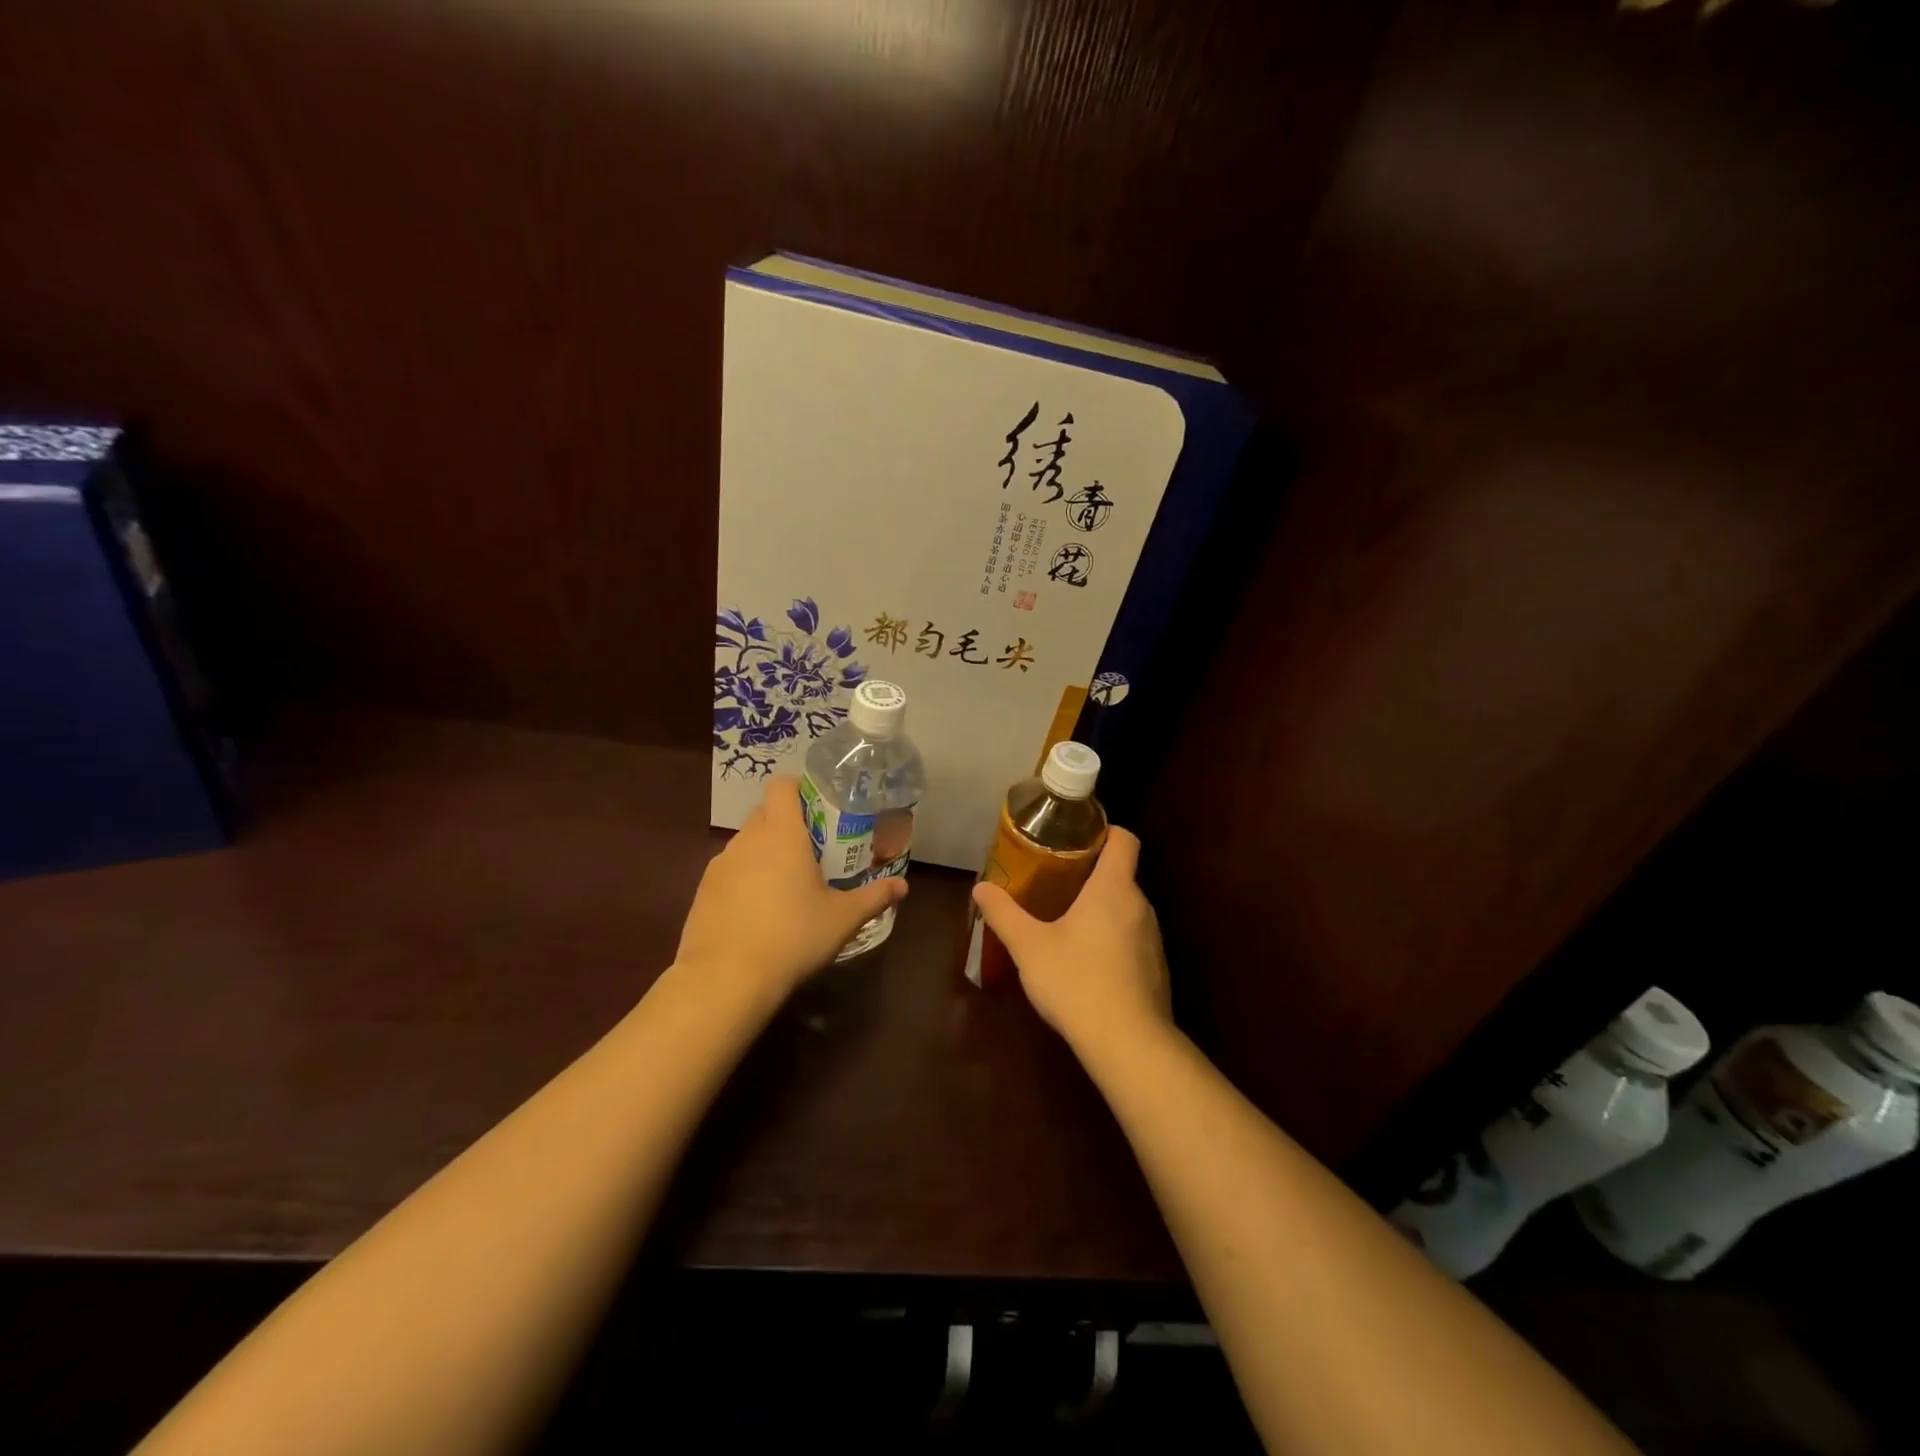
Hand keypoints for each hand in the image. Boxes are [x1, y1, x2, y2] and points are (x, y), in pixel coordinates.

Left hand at [675, 775, 907, 1002]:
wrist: (725, 980)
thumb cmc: (792, 937)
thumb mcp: (842, 919)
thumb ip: (874, 897)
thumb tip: (903, 886)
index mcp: (781, 833)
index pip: (782, 785)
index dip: (799, 788)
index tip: (819, 807)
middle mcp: (746, 840)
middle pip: (764, 813)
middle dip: (787, 823)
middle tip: (813, 849)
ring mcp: (719, 865)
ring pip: (746, 843)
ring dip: (765, 853)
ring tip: (787, 885)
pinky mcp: (702, 892)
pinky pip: (729, 872)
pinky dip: (745, 879)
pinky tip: (759, 912)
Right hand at [970, 827, 1171, 1050]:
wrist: (1129, 1045)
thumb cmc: (1077, 982)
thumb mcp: (1029, 947)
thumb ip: (1004, 914)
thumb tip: (980, 888)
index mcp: (1113, 889)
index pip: (1124, 839)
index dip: (1104, 831)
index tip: (1076, 836)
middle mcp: (1140, 906)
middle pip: (1121, 874)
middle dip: (1090, 873)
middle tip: (1054, 881)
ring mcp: (1152, 939)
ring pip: (1126, 908)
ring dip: (1100, 908)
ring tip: (1065, 920)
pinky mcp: (1155, 968)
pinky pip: (1132, 938)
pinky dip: (1111, 938)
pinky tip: (1086, 962)